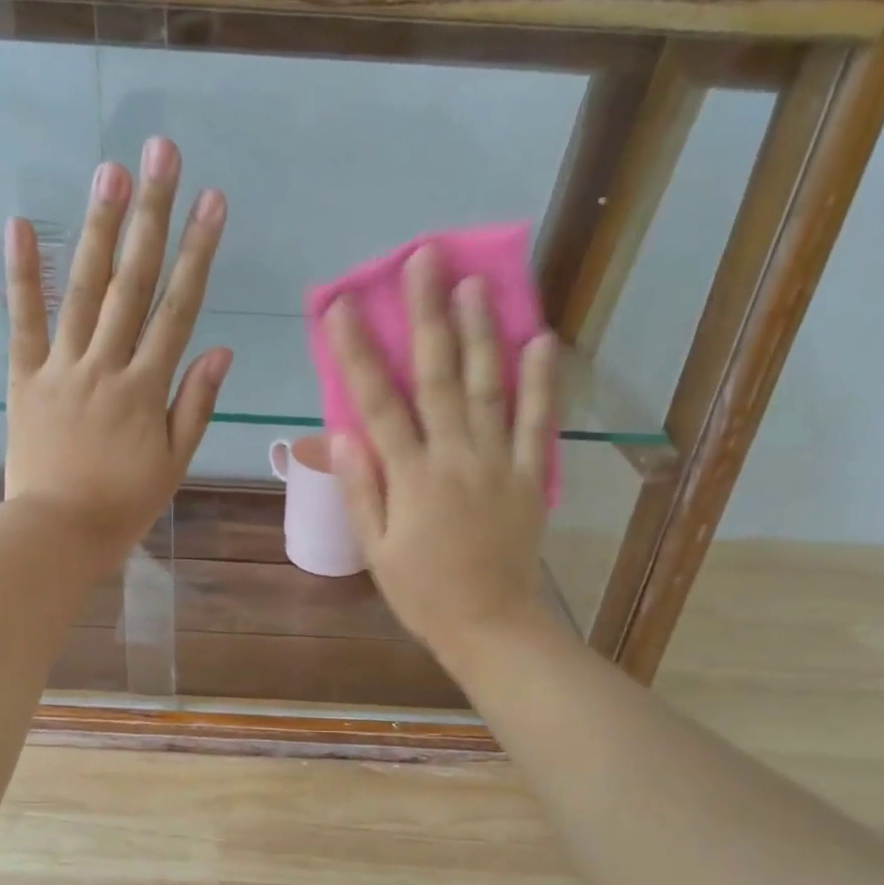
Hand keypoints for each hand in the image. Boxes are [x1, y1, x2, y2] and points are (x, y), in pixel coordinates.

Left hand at [2, 137, 230, 570]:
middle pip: (133, 282)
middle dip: (150, 215)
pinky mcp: (23, 376)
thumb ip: (195, 404)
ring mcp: (61, 367)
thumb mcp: (174, 462)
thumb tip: (220, 349)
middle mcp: (105, 364)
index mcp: (146, 387)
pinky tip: (23, 224)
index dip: (197, 252)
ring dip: (98, 228)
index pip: (178, 308)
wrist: (58, 532)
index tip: (212, 201)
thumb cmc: (124, 503)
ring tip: (110, 171)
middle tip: (160, 154)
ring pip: (84, 290)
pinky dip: (22, 275)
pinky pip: (23, 321)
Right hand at [328, 244, 558, 660]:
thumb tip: (342, 434)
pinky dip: (542, 382)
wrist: (490, 625)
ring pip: (489, 387)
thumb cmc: (422, 593)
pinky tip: (541, 340)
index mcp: (411, 478)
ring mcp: (499, 464)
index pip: (378, 403)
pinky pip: (539, 424)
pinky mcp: (531, 477)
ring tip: (475, 282)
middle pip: (438, 377)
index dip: (358, 351)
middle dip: (427, 315)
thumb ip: (362, 489)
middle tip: (424, 259)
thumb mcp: (376, 549)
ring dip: (481, 332)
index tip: (342, 305)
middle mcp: (455, 458)